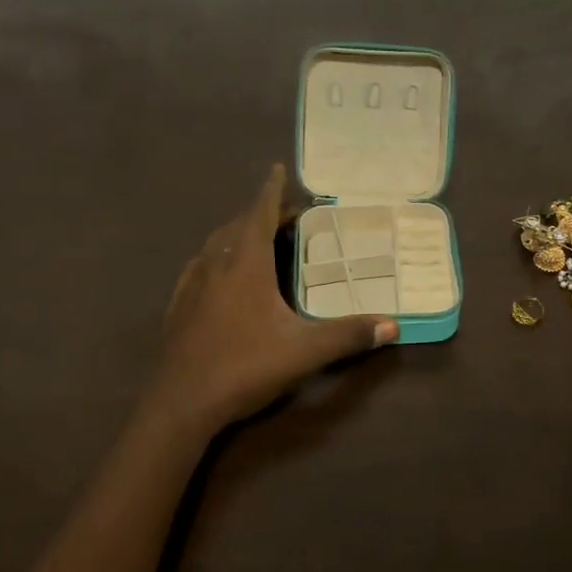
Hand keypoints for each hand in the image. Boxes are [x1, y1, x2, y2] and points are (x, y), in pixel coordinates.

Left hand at [151, 164, 396, 431]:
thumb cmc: (244, 367)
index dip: (271, 191)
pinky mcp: (178, 308)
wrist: (182, 402)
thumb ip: (347, 336)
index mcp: (246, 265)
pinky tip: (219, 275)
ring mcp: (192, 286)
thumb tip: (393, 326)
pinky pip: (198, 268)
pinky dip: (216, 258)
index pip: (259, 214)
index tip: (277, 169)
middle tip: (285, 215)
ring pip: (215, 245)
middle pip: (237, 225)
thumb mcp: (303, 352)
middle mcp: (216, 266)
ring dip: (237, 233)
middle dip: (260, 213)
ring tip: (256, 238)